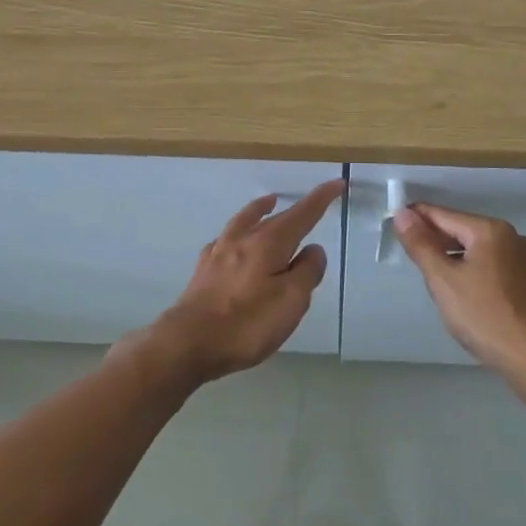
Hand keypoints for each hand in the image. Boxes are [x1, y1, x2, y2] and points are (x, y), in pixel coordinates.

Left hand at [145, 178, 344, 383]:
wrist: (188, 342)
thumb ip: (307, 272)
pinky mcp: (203, 270)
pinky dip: (236, 233)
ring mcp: (219, 253)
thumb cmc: (247, 323)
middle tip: (310, 205)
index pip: (302, 214)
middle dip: (294, 208)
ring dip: (260, 210)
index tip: (337, 183)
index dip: (321, 198)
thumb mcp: (291, 301)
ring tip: (269, 202)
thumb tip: (313, 249)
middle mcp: (243, 239)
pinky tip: (232, 241)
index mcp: (269, 243)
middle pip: (274, 217)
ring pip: (244, 221)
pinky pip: (224, 240)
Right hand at [393, 203, 525, 386]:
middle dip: (437, 239)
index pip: (444, 215)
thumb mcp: (443, 280)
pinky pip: (496, 266)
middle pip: (464, 230)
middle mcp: (515, 237)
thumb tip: (402, 214)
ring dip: (456, 256)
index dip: (417, 217)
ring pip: (481, 249)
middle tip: (410, 252)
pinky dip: (476, 270)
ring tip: (434, 274)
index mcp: (492, 230)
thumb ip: (421, 245)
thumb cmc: (485, 316)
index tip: (394, 221)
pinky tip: (465, 290)